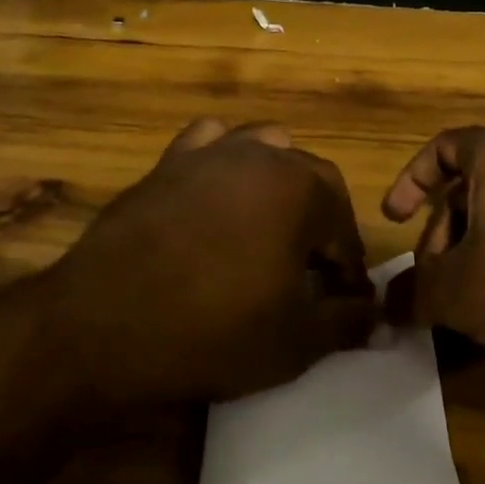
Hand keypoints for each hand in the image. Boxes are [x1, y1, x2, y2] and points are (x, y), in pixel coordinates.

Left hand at [41, 119, 376, 405]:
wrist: (105, 323)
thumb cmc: (212, 331)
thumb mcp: (294, 340)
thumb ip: (346, 324)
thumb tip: (380, 320)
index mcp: (301, 188)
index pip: (344, 225)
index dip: (348, 267)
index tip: (343, 301)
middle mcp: (262, 154)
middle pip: (311, 179)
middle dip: (319, 223)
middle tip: (309, 272)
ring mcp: (212, 151)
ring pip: (265, 149)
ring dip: (279, 183)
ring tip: (268, 228)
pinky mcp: (170, 160)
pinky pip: (209, 143)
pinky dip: (224, 161)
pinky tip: (216, 193)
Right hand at [381, 126, 484, 371]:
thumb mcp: (458, 291)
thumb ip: (415, 293)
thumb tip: (388, 305)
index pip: (440, 148)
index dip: (410, 182)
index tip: (394, 219)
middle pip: (472, 188)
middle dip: (444, 235)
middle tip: (435, 281)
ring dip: (478, 251)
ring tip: (472, 300)